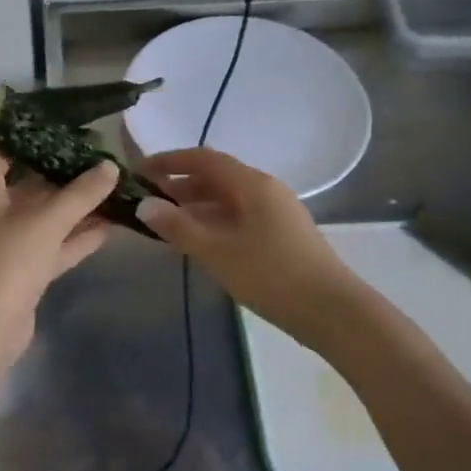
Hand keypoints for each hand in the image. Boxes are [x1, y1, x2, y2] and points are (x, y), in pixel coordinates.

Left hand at [0, 145, 117, 356]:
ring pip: (46, 217)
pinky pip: (53, 245)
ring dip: (76, 206)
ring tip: (114, 187)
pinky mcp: (23, 272)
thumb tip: (110, 166)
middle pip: (29, 183)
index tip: (60, 124)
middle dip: (63, 172)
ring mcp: (7, 244)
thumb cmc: (6, 261)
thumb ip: (81, 193)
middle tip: (100, 156)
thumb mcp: (46, 221)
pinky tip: (111, 225)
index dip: (25, 134)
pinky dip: (77, 236)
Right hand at [137, 148, 359, 336]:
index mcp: (252, 184)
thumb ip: (178, 227)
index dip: (169, 161)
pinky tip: (198, 241)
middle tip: (147, 201)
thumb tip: (145, 205)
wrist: (331, 311)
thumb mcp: (217, 252)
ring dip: (195, 205)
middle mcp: (265, 189)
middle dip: (179, 185)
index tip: (139, 172)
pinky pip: (238, 216)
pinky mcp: (280, 234)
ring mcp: (276, 212)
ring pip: (227, 199)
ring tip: (165, 222)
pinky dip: (212, 221)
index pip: (203, 159)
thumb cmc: (271, 275)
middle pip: (215, 177)